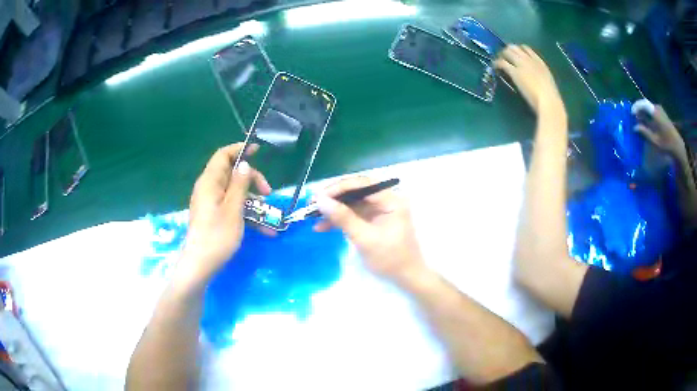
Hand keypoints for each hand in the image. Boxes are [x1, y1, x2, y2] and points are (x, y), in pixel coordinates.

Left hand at [179, 143, 271, 283]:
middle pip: (232, 174)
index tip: (258, 150)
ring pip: (235, 193)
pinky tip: (263, 230)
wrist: (201, 265)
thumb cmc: (217, 236)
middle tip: (268, 193)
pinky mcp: (214, 216)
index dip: (239, 150)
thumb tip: (244, 164)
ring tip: (269, 216)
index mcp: (210, 182)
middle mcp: (209, 189)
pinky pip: (232, 208)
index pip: (223, 156)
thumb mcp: (233, 209)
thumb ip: (239, 184)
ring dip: (253, 201)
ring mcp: (211, 204)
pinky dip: (246, 214)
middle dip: (252, 180)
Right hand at [313, 177, 425, 284]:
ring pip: (352, 204)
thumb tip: (320, 200)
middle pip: (356, 192)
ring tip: (313, 217)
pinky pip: (353, 215)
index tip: (319, 196)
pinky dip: (339, 220)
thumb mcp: (365, 239)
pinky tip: (322, 227)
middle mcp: (386, 200)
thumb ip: (343, 218)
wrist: (406, 278)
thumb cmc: (390, 259)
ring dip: (334, 210)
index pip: (362, 184)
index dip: (339, 188)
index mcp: (391, 200)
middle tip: (312, 205)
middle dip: (334, 199)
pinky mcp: (373, 221)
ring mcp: (379, 211)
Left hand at [494, 45, 563, 114]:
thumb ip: (539, 76)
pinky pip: (502, 62)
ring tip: (497, 61)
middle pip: (514, 47)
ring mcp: (521, 64)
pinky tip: (494, 67)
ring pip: (507, 52)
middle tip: (503, 56)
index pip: (526, 49)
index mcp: (539, 62)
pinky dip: (496, 63)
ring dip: (501, 55)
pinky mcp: (514, 71)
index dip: (518, 50)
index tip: (514, 54)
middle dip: (507, 50)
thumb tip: (534, 79)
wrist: (548, 99)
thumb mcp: (547, 81)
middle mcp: (529, 59)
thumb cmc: (550, 96)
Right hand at [634, 106, 686, 159]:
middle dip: (639, 109)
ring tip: (640, 120)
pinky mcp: (663, 114)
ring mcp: (661, 110)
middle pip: (645, 104)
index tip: (631, 114)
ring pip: (649, 107)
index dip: (636, 107)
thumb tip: (634, 127)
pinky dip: (648, 114)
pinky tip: (647, 122)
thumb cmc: (666, 144)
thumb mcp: (655, 140)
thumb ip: (644, 132)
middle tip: (634, 117)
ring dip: (644, 112)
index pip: (643, 104)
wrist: (677, 146)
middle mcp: (657, 108)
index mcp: (655, 112)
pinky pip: (653, 110)